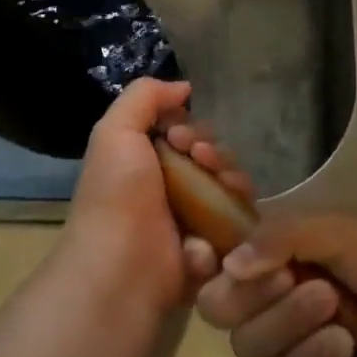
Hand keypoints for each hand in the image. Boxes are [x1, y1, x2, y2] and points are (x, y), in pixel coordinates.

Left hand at [59, 77, 254, 315]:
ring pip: (229, 183)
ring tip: (219, 182)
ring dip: (230, 174)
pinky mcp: (216, 247)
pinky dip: (236, 210)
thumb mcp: (115, 131)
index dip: (189, 128)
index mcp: (145, 162)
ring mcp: (194, 218)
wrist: (123, 268)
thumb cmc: (116, 195)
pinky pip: (241, 218)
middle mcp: (170, 187)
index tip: (180, 137)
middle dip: (213, 149)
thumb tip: (183, 88)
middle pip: (211, 154)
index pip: (184, 132)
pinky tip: (227, 212)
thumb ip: (145, 97)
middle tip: (200, 159)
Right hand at [195, 214, 356, 356]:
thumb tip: (228, 264)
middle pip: (220, 307)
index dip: (209, 259)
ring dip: (289, 323)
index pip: (218, 256)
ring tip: (333, 308)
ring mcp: (286, 343)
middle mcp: (270, 295)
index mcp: (274, 252)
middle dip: (253, 295)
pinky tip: (346, 345)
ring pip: (249, 344)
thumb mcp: (338, 231)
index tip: (215, 258)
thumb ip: (280, 237)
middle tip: (290, 280)